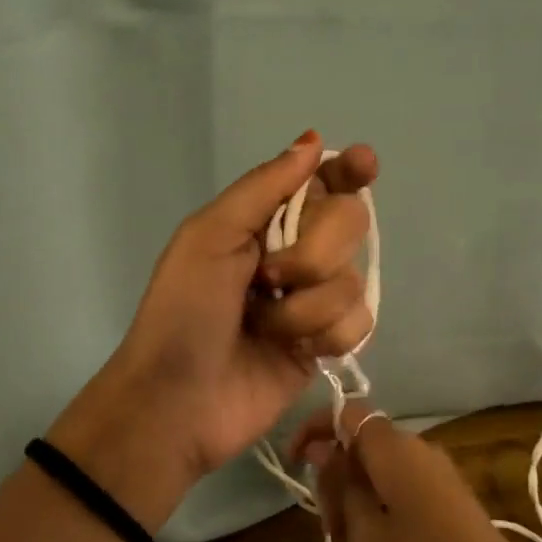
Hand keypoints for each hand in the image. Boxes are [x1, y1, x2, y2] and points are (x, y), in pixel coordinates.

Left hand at [51, 132, 378, 526]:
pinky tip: (295, 349)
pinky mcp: (325, 344)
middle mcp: (293, 254)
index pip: (318, 183)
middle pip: (348, 224)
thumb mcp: (209, 237)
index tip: (364, 164)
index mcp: (261, 222)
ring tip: (264, 327)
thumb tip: (311, 140)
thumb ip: (263, 187)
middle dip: (312, 252)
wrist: (177, 401)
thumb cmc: (183, 312)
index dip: (345, 170)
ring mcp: (312, 301)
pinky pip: (359, 322)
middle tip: (268, 277)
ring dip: (305, 306)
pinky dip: (325, 334)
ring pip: (353, 279)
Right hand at [292, 401, 541, 541]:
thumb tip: (324, 449)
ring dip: (357, 494)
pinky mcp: (453, 499)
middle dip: (336, 473)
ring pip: (382, 467)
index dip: (315, 428)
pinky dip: (381, 505)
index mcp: (395, 447)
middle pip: (364, 441)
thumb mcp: (366, 535)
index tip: (294, 463)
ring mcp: (440, 473)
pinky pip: (404, 485)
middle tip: (327, 526)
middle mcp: (420, 448)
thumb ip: (341, 487)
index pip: (347, 412)